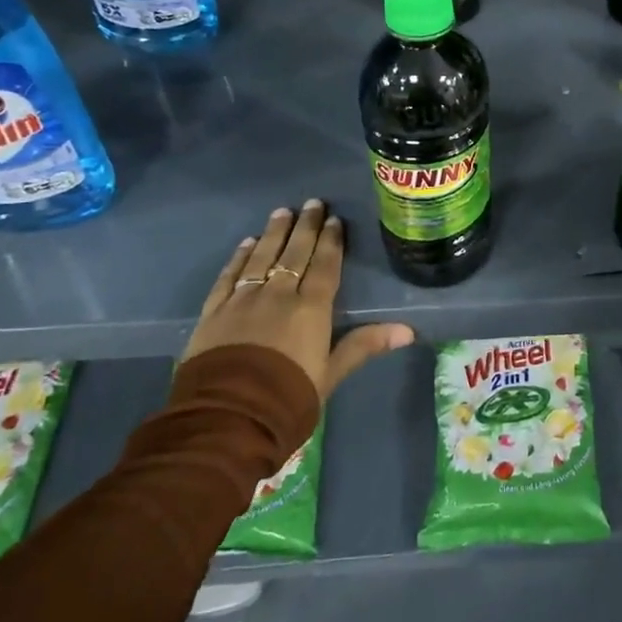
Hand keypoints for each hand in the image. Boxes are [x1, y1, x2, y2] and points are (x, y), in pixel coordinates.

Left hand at [184, 199, 412, 398]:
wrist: (226, 418)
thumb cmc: (287, 398)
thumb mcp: (330, 375)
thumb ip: (364, 346)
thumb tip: (408, 330)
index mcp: (311, 309)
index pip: (324, 265)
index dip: (331, 241)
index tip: (334, 219)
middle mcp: (278, 295)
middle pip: (294, 254)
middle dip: (305, 226)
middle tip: (312, 203)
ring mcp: (243, 300)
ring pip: (261, 257)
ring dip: (274, 233)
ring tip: (282, 212)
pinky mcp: (213, 312)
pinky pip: (229, 276)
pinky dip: (239, 257)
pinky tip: (246, 243)